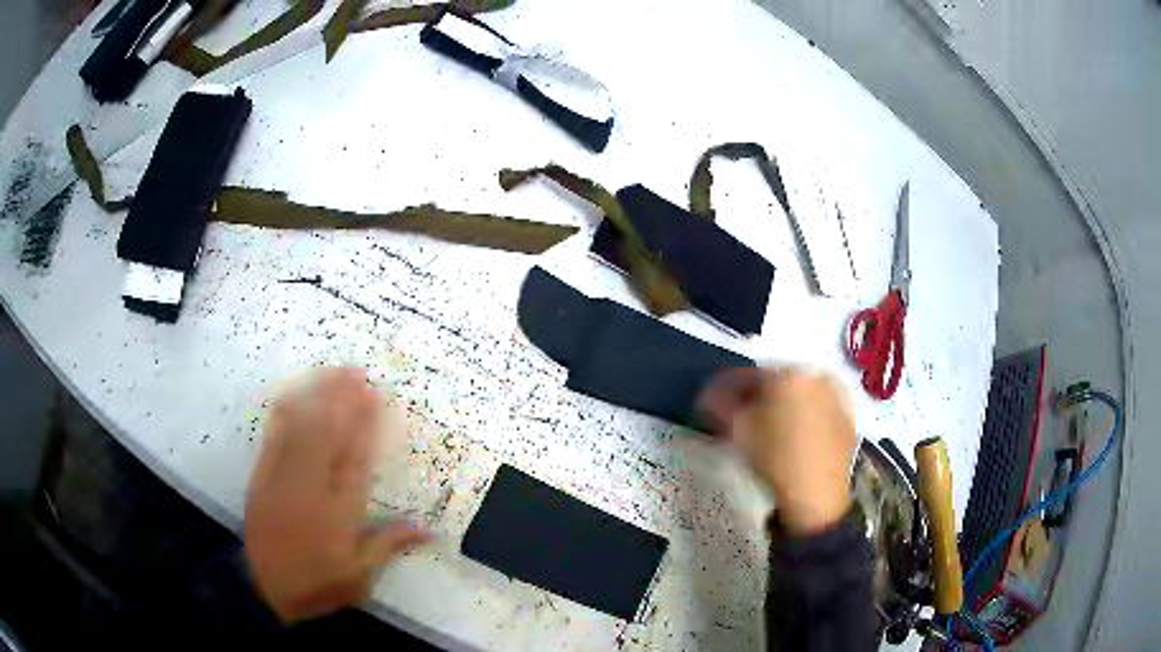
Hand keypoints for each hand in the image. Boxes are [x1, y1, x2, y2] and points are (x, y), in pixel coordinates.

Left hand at [245, 368, 431, 622]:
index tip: (373, 396)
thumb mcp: (360, 576)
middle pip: (327, 432)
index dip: (364, 423)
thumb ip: (389, 545)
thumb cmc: (318, 583)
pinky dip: (286, 411)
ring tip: (332, 374)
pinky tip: (295, 396)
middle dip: (342, 398)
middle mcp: (310, 485)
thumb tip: (428, 528)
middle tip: (356, 371)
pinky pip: (274, 435)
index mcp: (339, 510)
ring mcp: (282, 476)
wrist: (264, 590)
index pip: (354, 456)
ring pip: (300, 426)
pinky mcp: (261, 475)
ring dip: (317, 396)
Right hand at [699, 367, 856, 535]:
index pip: (748, 374)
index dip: (725, 388)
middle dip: (755, 396)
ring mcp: (835, 395)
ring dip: (779, 405)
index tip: (710, 403)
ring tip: (764, 428)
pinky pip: (817, 409)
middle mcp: (815, 376)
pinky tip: (790, 437)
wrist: (818, 494)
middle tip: (738, 416)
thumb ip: (719, 404)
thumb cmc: (774, 457)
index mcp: (788, 372)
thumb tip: (709, 394)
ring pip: (798, 394)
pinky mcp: (847, 417)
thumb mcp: (737, 430)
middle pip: (776, 381)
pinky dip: (801, 416)